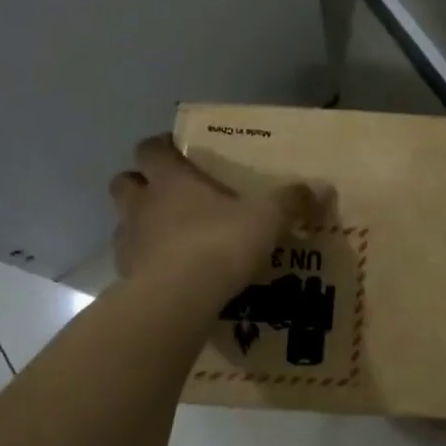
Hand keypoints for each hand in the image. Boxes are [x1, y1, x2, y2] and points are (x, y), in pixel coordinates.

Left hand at [110, 135, 328, 290]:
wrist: (179, 298)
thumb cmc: (220, 243)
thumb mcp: (267, 218)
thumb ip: (291, 202)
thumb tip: (321, 189)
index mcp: (171, 179)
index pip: (151, 148)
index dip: (161, 147)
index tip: (176, 151)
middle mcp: (142, 204)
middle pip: (124, 181)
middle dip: (141, 183)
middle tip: (168, 194)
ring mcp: (129, 241)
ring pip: (124, 222)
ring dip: (140, 224)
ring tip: (170, 237)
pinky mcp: (125, 276)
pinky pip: (131, 261)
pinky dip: (145, 262)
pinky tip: (169, 273)